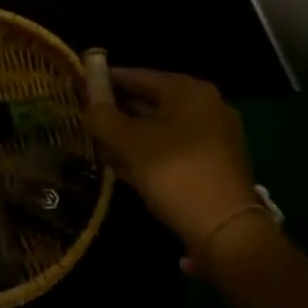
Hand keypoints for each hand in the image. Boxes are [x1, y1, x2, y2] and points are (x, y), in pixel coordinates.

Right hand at [83, 69, 262, 255]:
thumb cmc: (176, 174)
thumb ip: (103, 118)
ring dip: (132, 137)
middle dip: (118, 112)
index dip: (106, 82)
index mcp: (187, 90)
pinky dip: (151, 154)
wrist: (227, 231)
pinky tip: (127, 169)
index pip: (137, 76)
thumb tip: (88, 105)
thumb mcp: (130, 144)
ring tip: (101, 148)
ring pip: (162, 128)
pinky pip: (175, 149)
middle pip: (151, 101)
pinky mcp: (217, 164)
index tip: (80, 89)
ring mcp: (215, 136)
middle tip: (87, 122)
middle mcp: (206, 105)